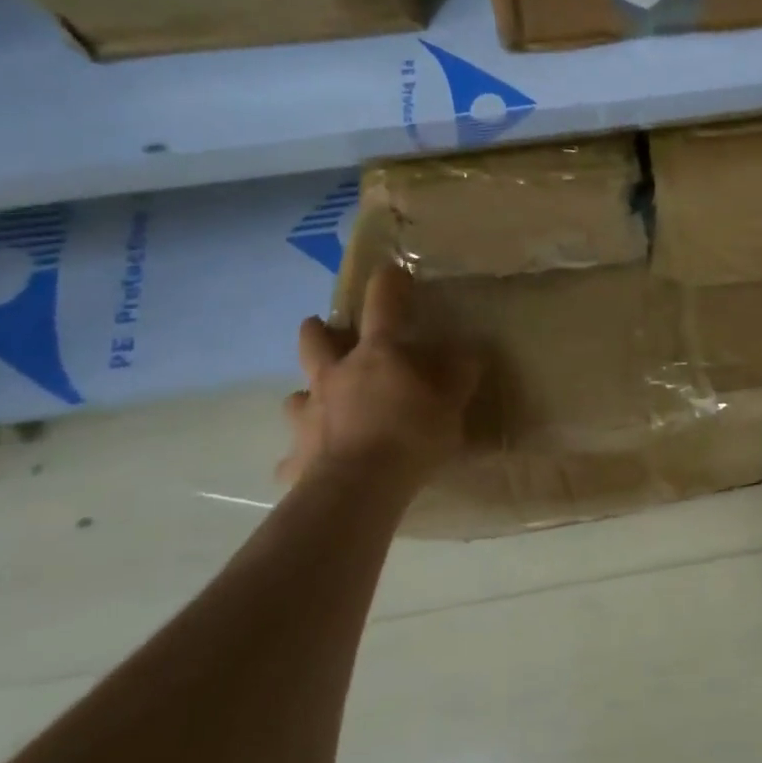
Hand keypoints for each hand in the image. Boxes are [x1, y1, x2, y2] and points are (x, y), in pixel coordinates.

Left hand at [276, 264, 479, 490]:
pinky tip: (308, 465)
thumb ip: (459, 376)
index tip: (392, 272)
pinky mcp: (297, 455)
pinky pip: (294, 455)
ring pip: (296, 395)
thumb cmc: (411, 437)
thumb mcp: (451, 404)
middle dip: (317, 330)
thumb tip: (467, 351)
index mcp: (378, 356)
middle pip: (316, 342)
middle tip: (322, 328)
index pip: (383, 306)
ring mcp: (310, 415)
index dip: (388, 284)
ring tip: (316, 401)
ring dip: (306, 394)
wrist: (358, 490)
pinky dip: (301, 456)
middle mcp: (336, 376)